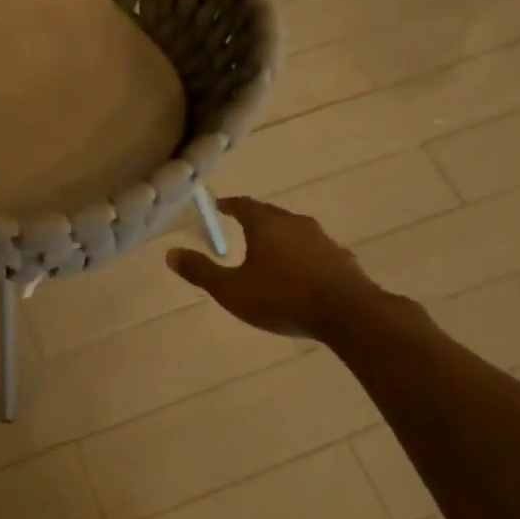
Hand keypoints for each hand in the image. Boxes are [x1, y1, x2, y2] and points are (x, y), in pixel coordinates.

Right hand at [167, 196, 417, 347]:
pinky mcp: (341, 259)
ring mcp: (322, 239)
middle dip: (254, 220)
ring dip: (280, 237)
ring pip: (294, 231)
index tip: (218, 207)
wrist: (349, 314)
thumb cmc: (282, 297)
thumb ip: (201, 271)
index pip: (243, 205)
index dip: (228, 205)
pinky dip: (303, 255)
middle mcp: (294, 223)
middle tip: (240, 227)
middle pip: (270, 215)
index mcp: (266, 224)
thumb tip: (170, 253)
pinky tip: (303, 271)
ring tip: (269, 250)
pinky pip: (315, 250)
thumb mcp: (232, 290)